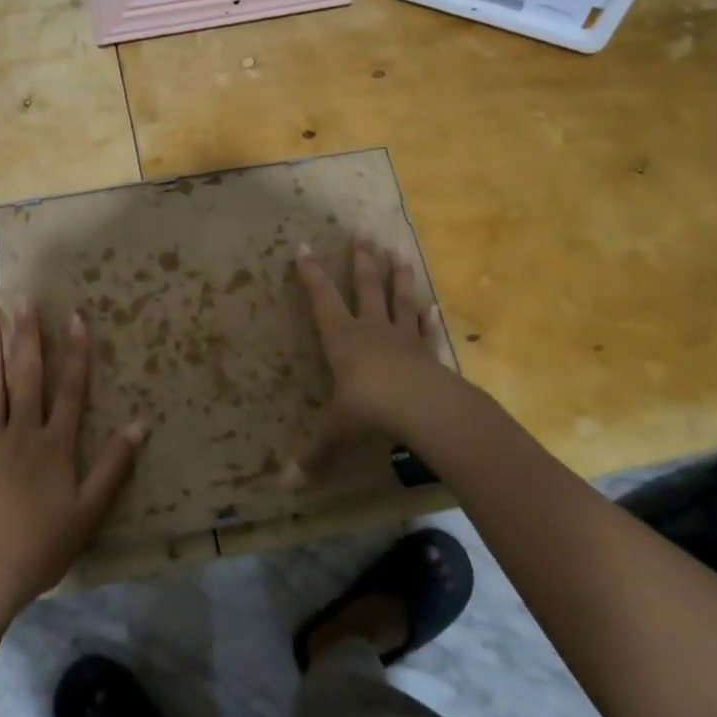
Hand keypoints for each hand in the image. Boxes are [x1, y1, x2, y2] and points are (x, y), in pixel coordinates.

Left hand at [0, 298, 144, 614]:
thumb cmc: (42, 545)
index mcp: (54, 445)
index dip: (76, 352)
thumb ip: (113, 467)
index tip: (76, 316)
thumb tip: (139, 425)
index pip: (70, 389)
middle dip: (26, 336)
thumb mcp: (89, 511)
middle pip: (26, 377)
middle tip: (21, 299)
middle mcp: (20, 434)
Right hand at [294, 236, 454, 455]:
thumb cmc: (371, 413)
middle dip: (360, 260)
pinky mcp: (429, 353)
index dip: (311, 274)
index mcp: (343, 339)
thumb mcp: (336, 434)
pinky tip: (432, 306)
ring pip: (399, 299)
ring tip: (398, 249)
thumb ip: (314, 456)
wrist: (426, 412)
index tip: (303, 247)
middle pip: (365, 287)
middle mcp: (372, 330)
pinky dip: (428, 318)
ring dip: (398, 275)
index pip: (322, 299)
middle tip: (361, 232)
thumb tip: (284, 485)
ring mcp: (404, 338)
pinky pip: (427, 331)